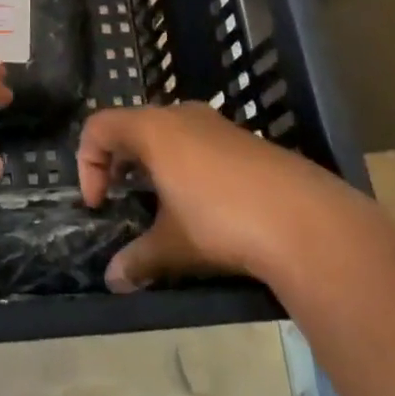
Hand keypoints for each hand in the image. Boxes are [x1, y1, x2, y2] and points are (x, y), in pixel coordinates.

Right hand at [77, 102, 360, 290]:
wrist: (307, 221)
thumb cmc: (222, 222)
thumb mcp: (172, 245)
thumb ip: (138, 258)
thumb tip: (113, 280)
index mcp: (153, 129)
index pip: (98, 127)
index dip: (87, 164)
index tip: (99, 204)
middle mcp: (181, 115)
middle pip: (131, 124)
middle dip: (117, 161)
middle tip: (120, 197)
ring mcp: (217, 124)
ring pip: (168, 131)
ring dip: (152, 161)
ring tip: (160, 202)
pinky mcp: (245, 139)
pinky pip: (198, 141)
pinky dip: (184, 163)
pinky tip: (203, 203)